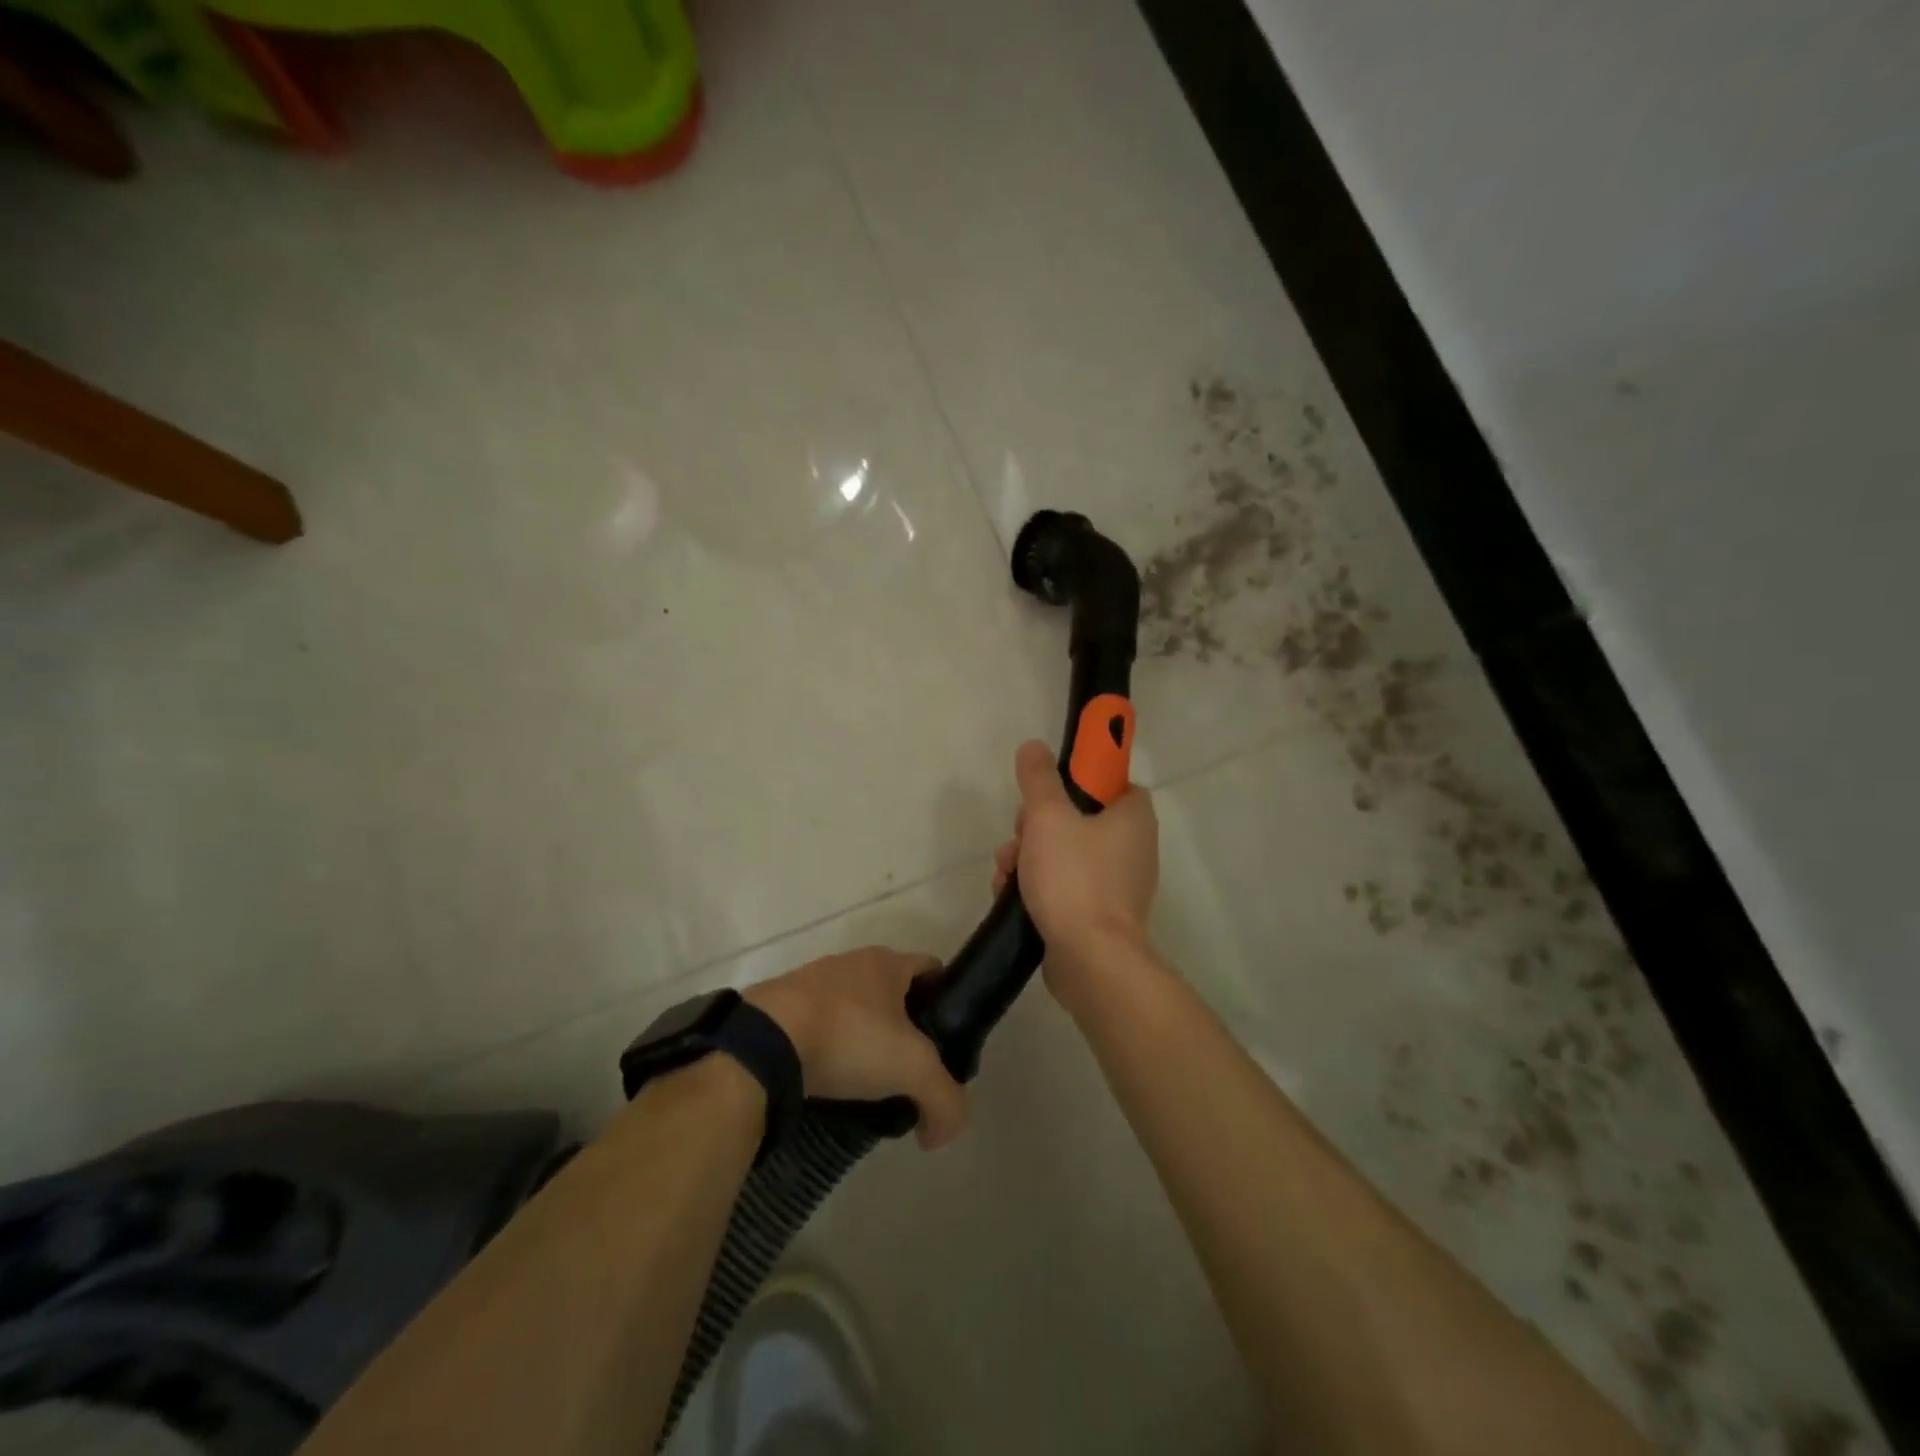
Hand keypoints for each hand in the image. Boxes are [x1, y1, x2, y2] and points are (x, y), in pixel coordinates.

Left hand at [744, 948, 967, 1149]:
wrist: (764, 1042)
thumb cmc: (848, 1037)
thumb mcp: (913, 1069)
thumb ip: (945, 1100)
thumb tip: (944, 1133)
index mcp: (886, 962)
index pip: (931, 969)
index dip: (945, 1001)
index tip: (947, 1041)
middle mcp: (850, 963)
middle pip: (891, 993)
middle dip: (903, 1030)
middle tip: (908, 1073)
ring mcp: (811, 983)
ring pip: (853, 1011)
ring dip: (863, 1042)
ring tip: (866, 1087)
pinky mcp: (780, 1008)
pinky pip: (817, 1028)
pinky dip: (828, 1051)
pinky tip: (828, 1083)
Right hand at [993, 739, 1158, 1007]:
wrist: (1091, 960)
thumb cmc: (1074, 878)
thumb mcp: (1048, 817)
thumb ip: (1039, 778)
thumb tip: (1034, 746)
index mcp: (1133, 817)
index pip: (1110, 782)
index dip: (1077, 781)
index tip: (1047, 793)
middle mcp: (1133, 848)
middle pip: (1078, 819)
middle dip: (1036, 826)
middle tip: (1019, 836)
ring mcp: (1118, 885)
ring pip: (1065, 854)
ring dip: (1029, 858)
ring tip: (1006, 874)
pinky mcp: (1100, 915)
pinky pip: (1066, 887)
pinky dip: (1039, 887)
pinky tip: (1011, 897)